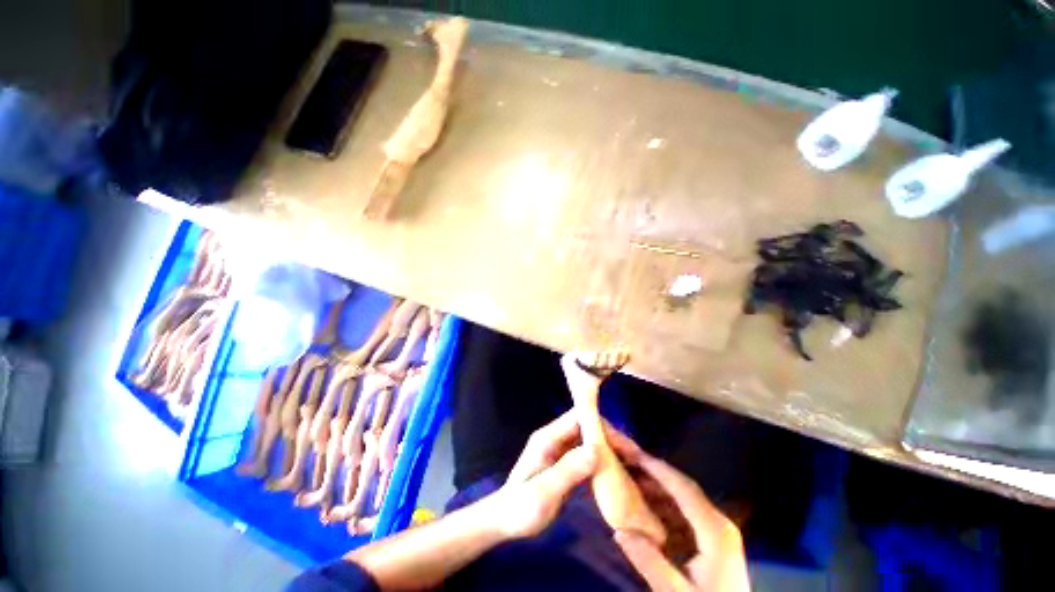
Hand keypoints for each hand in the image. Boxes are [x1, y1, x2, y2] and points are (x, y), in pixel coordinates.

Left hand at [481, 410, 639, 538]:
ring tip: (630, 465)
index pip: (578, 418)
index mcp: (548, 438)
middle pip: (586, 428)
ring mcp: (558, 450)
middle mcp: (554, 438)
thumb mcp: (543, 492)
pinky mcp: (563, 464)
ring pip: (588, 441)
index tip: (623, 444)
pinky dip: (601, 461)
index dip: (601, 425)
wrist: (503, 521)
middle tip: (633, 458)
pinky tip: (615, 474)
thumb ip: (568, 470)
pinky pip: (585, 455)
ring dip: (608, 450)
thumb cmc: (520, 508)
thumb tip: (597, 450)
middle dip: (609, 438)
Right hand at [613, 453, 749, 591]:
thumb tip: (619, 531)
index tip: (633, 454)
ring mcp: (719, 533)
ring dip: (658, 491)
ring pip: (684, 501)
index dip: (658, 469)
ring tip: (631, 484)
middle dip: (655, 475)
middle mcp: (719, 524)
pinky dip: (664, 509)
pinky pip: (685, 516)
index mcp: (716, 531)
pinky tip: (646, 511)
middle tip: (627, 464)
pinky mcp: (714, 543)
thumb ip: (650, 563)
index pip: (683, 488)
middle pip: (683, 489)